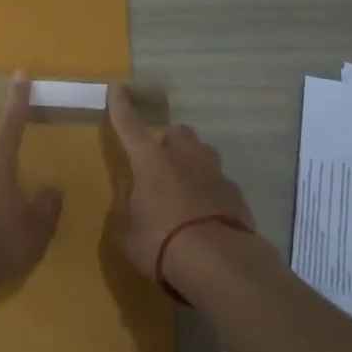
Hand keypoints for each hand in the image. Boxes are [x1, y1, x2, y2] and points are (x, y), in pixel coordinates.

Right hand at [106, 86, 254, 281]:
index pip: (129, 125)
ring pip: (200, 151)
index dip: (121, 107)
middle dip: (165, 139)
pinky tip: (202, 209)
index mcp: (150, 160)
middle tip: (156, 161)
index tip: (116, 88)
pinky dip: (206, 186)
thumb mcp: (127, 230)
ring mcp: (213, 171)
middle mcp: (183, 156)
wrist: (220, 263)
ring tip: (181, 184)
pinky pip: (216, 178)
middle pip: (175, 132)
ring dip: (189, 159)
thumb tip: (130, 186)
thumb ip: (126, 202)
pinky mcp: (235, 191)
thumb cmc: (161, 244)